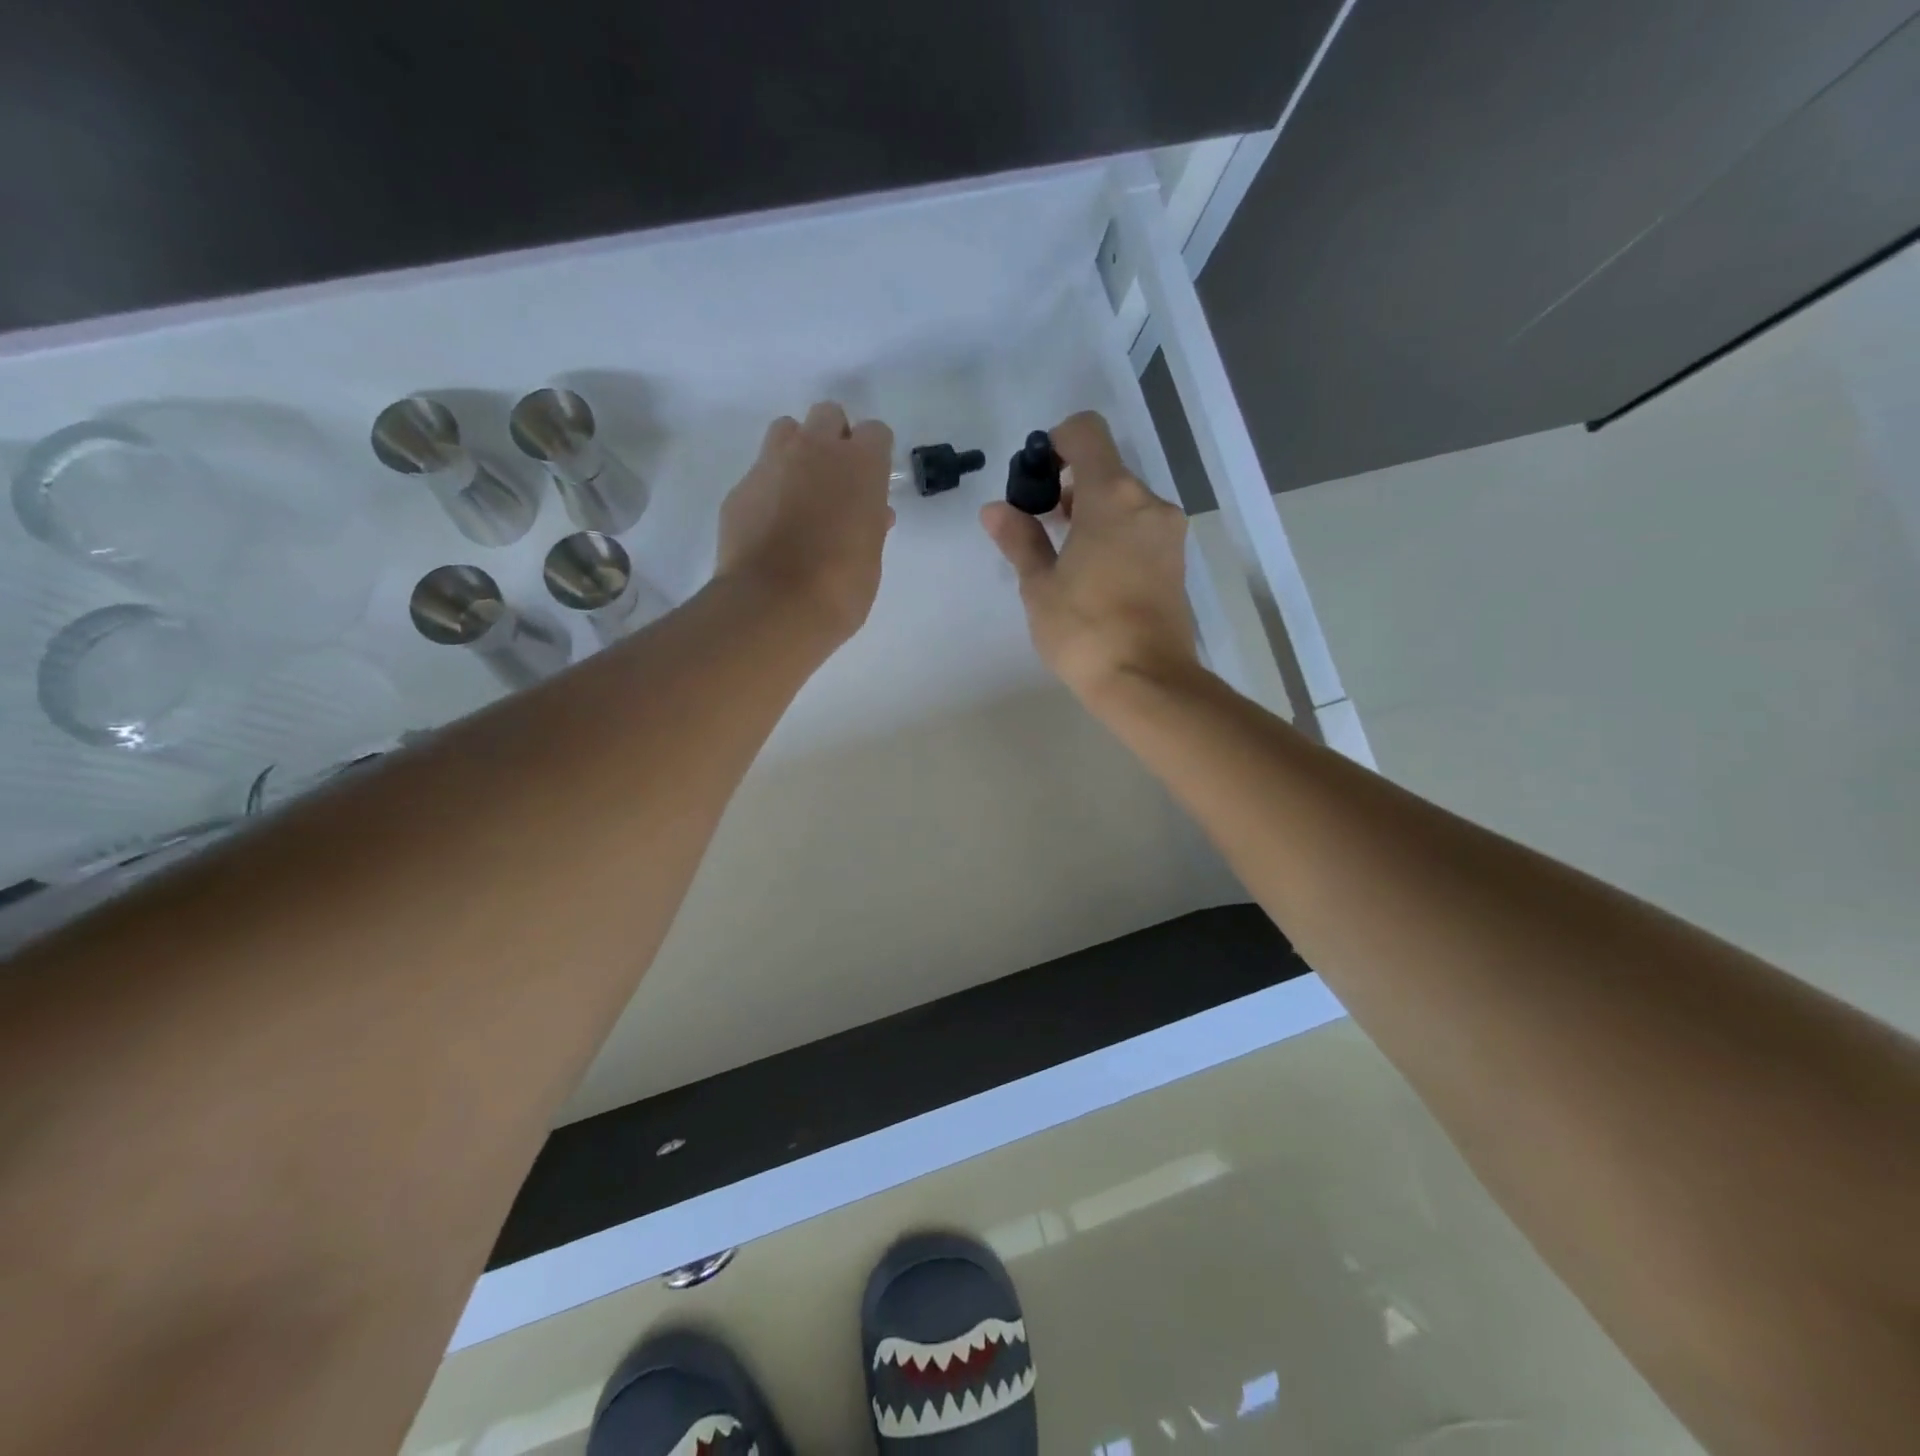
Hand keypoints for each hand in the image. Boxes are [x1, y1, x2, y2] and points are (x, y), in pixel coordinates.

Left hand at [717, 402, 894, 642]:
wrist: (774, 605)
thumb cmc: (841, 586)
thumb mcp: (871, 555)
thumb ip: (871, 523)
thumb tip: (871, 513)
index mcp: (860, 465)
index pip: (875, 432)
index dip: (874, 456)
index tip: (872, 484)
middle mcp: (815, 450)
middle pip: (828, 415)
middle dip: (834, 440)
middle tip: (836, 482)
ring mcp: (771, 464)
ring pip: (786, 431)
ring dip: (797, 452)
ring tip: (800, 493)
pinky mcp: (739, 489)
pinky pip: (759, 473)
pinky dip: (769, 489)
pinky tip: (771, 525)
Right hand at [981, 410, 1198, 701]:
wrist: (1146, 681)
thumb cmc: (1085, 630)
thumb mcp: (1040, 585)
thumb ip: (1020, 539)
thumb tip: (996, 509)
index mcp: (1112, 496)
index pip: (1085, 432)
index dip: (1055, 442)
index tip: (1035, 479)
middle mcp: (1148, 503)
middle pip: (1105, 470)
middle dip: (1069, 488)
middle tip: (1040, 527)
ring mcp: (1168, 533)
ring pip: (1124, 502)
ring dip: (1092, 514)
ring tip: (1064, 559)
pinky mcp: (1176, 562)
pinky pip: (1139, 529)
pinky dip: (1114, 535)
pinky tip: (1093, 576)